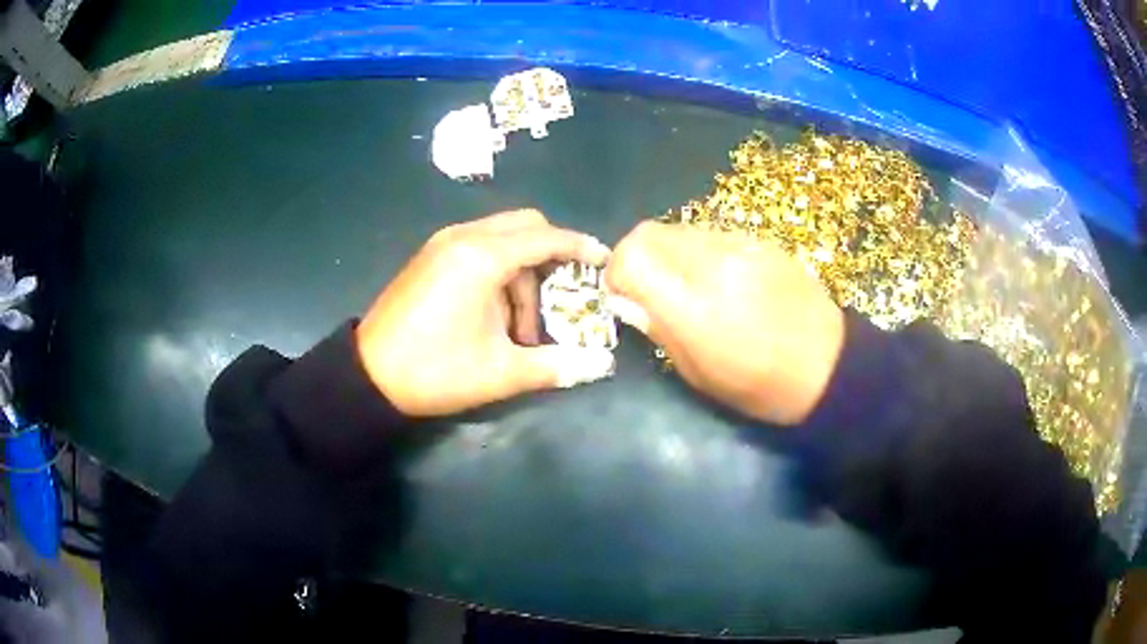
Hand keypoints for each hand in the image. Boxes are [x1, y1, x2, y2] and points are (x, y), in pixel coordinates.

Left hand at [356, 210, 613, 416]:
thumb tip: (602, 363)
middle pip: (525, 226)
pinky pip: (479, 247)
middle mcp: (463, 237)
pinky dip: (499, 270)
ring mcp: (443, 244)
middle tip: (564, 295)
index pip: (546, 237)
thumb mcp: (500, 372)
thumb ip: (556, 365)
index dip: (580, 247)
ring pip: (502, 238)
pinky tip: (495, 313)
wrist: (368, 376)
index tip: (605, 261)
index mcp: (482, 257)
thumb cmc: (435, 371)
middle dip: (551, 256)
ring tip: (521, 326)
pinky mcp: (431, 256)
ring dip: (522, 272)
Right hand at [605, 222, 845, 424]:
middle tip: (647, 288)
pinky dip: (699, 252)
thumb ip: (658, 329)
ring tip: (687, 286)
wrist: (828, 366)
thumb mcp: (698, 375)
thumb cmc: (760, 386)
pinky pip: (711, 234)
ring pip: (679, 229)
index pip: (632, 257)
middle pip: (649, 233)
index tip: (622, 295)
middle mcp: (714, 263)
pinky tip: (720, 280)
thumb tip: (625, 299)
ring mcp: (741, 246)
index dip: (616, 272)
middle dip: (636, 257)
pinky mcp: (761, 241)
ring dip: (668, 253)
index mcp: (695, 307)